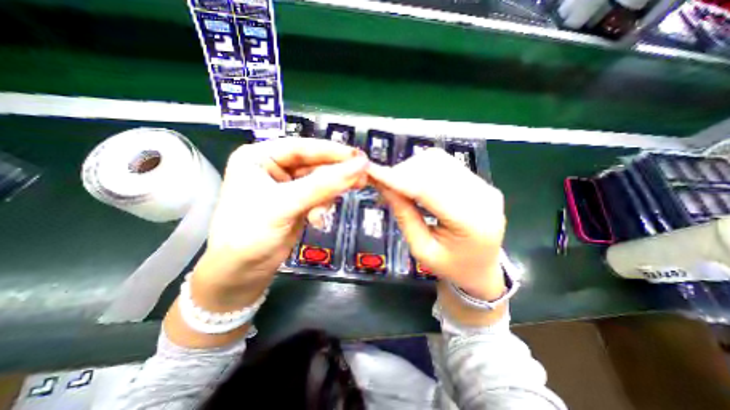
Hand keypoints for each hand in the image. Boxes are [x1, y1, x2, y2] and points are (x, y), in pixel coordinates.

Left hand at [192, 137, 367, 307]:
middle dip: (337, 173)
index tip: (360, 157)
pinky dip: (324, 205)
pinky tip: (318, 219)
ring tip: (341, 201)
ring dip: (330, 193)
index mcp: (260, 157)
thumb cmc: (250, 234)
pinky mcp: (297, 203)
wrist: (240, 273)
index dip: (333, 151)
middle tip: (363, 177)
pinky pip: (319, 196)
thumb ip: (323, 185)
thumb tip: (360, 166)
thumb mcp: (285, 205)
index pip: (303, 147)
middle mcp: (274, 168)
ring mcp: (287, 187)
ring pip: (319, 181)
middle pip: (314, 164)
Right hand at [368, 148, 505, 301]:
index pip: (427, 188)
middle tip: (384, 185)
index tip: (371, 171)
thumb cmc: (451, 267)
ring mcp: (485, 186)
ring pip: (439, 159)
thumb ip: (404, 216)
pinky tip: (415, 183)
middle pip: (434, 167)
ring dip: (412, 168)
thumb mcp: (421, 249)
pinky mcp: (481, 182)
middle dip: (402, 172)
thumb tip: (384, 186)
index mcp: (471, 222)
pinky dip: (424, 170)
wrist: (482, 271)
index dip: (397, 178)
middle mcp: (483, 196)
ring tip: (399, 185)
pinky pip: (447, 164)